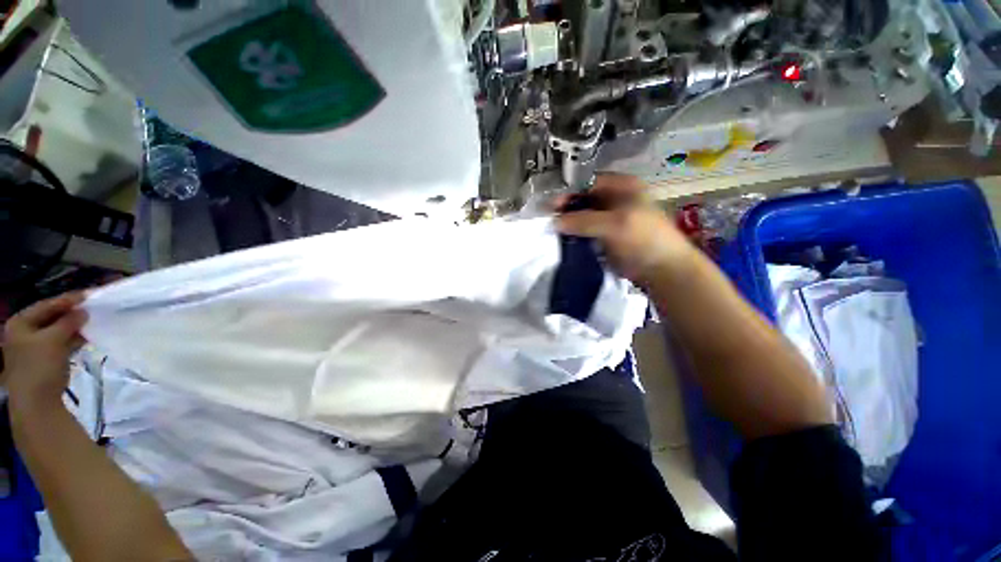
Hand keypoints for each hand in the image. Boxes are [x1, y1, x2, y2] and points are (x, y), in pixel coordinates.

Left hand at [2, 293, 87, 408]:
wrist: (36, 402)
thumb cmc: (39, 366)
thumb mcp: (54, 340)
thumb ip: (69, 322)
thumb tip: (84, 311)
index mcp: (19, 323)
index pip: (45, 305)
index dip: (66, 300)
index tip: (88, 295)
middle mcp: (24, 332)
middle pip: (50, 318)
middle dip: (70, 314)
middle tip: (91, 308)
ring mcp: (33, 348)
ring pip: (57, 331)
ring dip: (73, 327)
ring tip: (91, 322)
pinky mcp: (45, 359)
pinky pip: (60, 343)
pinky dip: (72, 339)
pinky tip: (86, 337)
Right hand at [556, 174, 696, 286]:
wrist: (662, 269)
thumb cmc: (643, 239)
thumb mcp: (614, 224)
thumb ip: (583, 220)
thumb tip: (554, 221)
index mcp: (621, 186)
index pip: (587, 184)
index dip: (569, 193)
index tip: (551, 207)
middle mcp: (614, 199)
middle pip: (583, 200)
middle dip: (566, 210)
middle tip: (549, 222)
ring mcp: (610, 219)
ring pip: (583, 217)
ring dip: (569, 225)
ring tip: (552, 233)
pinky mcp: (606, 237)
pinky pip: (586, 232)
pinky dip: (575, 236)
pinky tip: (563, 242)